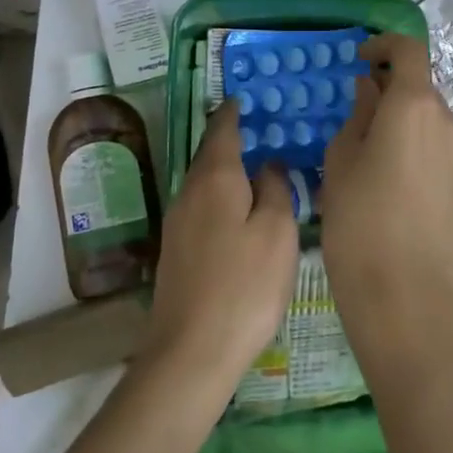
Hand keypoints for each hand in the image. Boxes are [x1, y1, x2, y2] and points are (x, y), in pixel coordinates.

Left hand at [145, 100, 297, 384]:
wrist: (190, 353)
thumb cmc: (244, 287)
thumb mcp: (277, 233)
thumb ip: (275, 189)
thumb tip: (268, 164)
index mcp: (215, 179)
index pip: (222, 129)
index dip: (234, 111)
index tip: (247, 98)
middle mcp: (189, 192)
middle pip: (210, 154)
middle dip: (231, 139)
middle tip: (262, 130)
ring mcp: (177, 223)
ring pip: (205, 182)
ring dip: (228, 170)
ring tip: (257, 168)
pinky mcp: (176, 251)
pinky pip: (202, 206)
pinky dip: (222, 196)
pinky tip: (240, 211)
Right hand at [320, 34, 452, 339]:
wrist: (403, 291)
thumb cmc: (358, 219)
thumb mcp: (341, 159)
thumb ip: (358, 113)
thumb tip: (370, 88)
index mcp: (413, 104)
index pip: (408, 49)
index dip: (384, 45)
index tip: (361, 59)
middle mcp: (447, 118)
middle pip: (419, 87)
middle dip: (390, 90)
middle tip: (356, 117)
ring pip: (430, 119)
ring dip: (404, 122)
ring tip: (373, 155)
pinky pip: (440, 147)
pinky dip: (419, 146)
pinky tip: (395, 181)